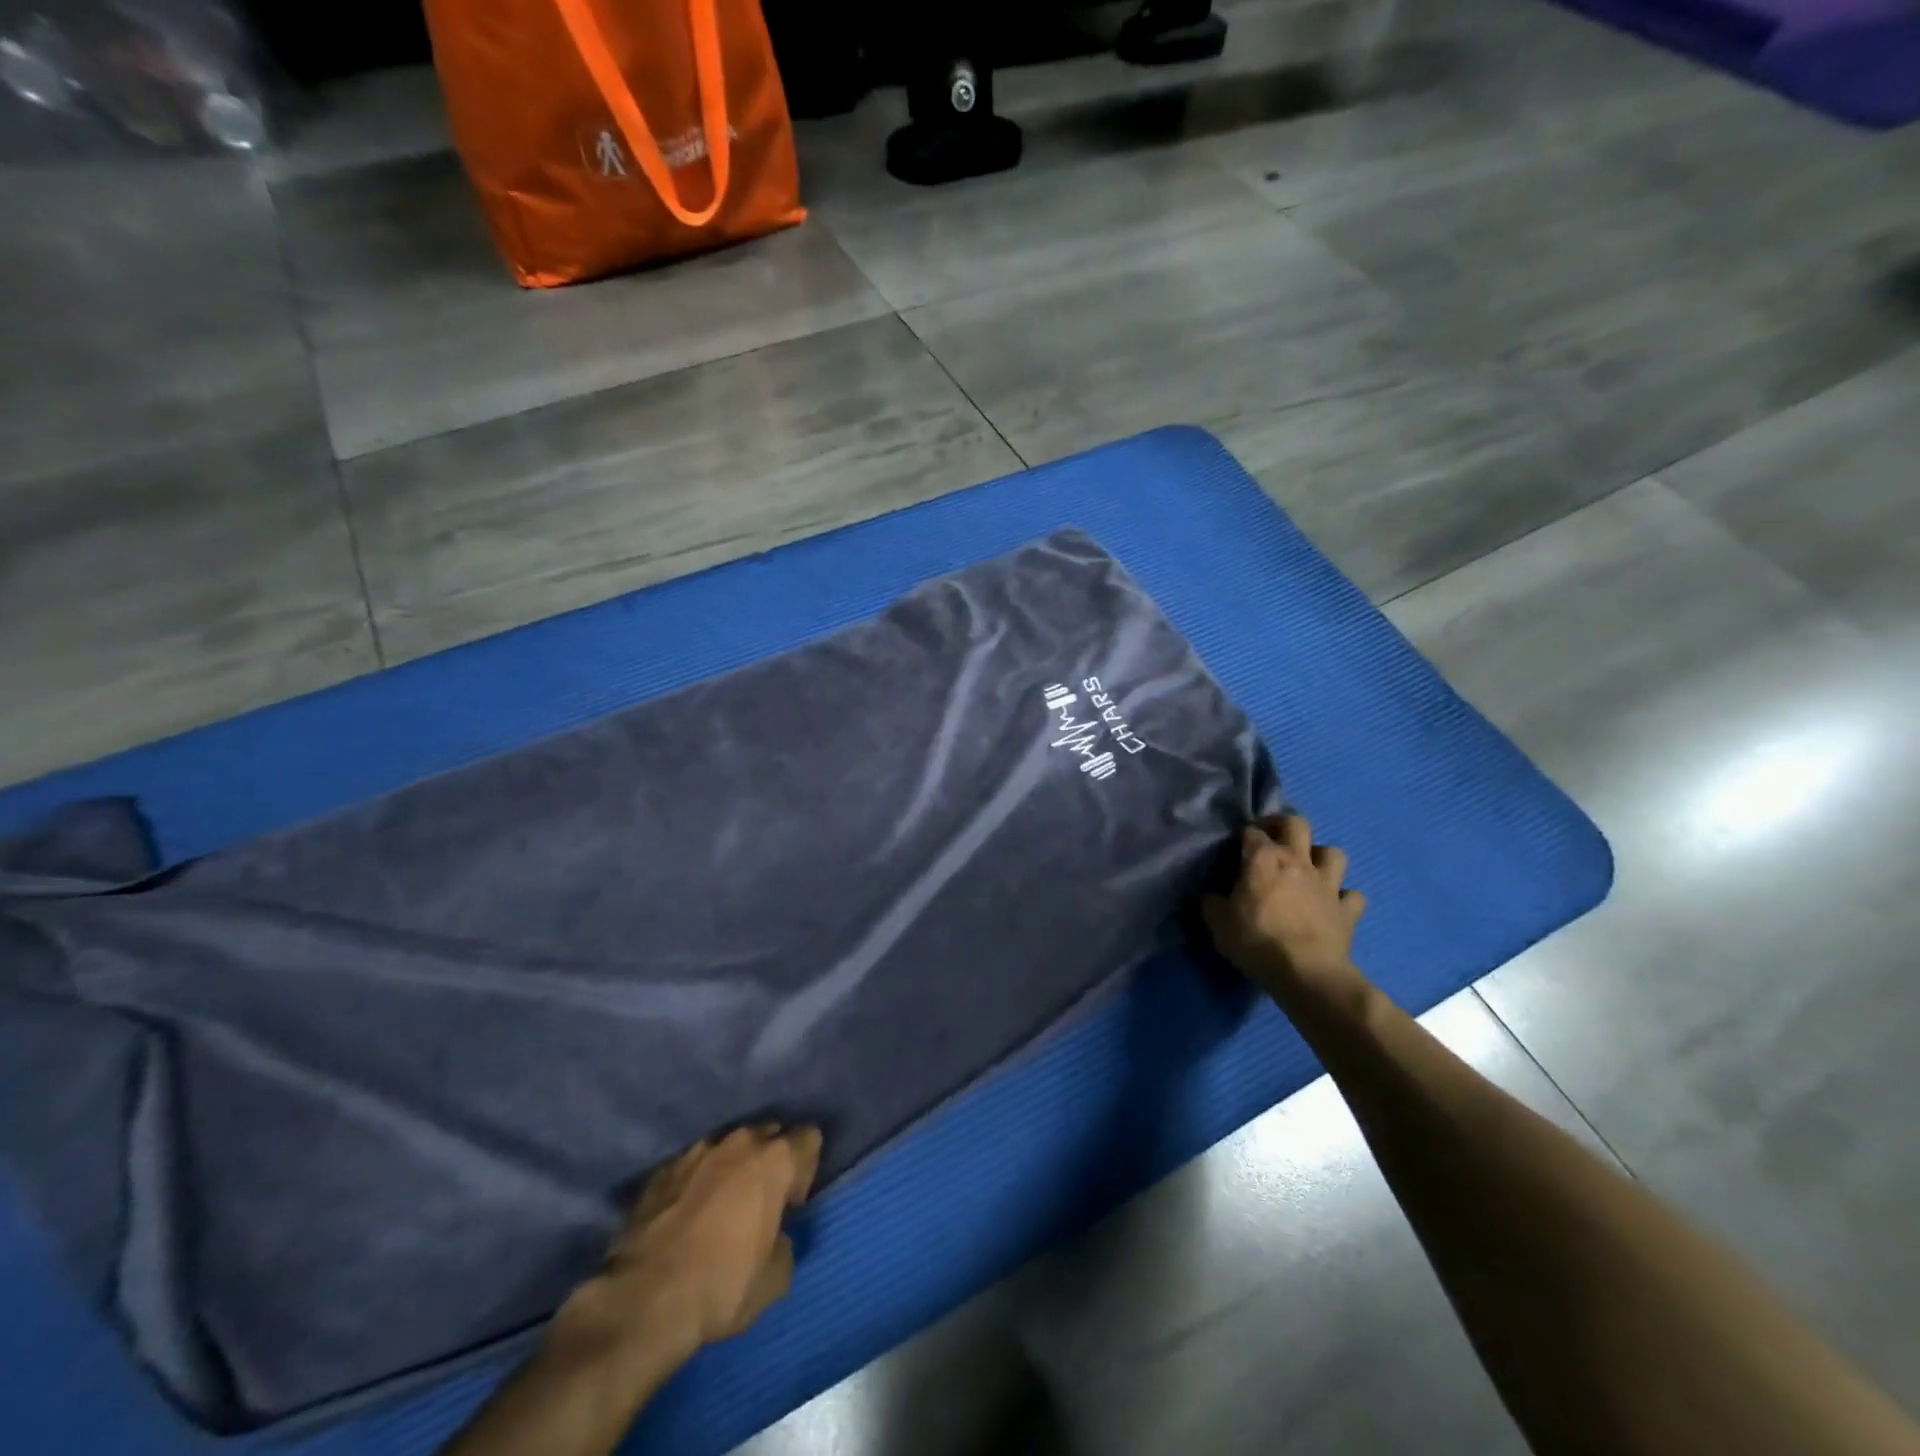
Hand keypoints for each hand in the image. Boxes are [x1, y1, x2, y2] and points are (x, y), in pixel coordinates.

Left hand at [565, 1125, 821, 1362]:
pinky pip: (693, 1165)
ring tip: (722, 1205)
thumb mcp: (775, 1278)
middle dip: (771, 1160)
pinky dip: (697, 1181)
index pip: (809, 1137)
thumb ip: (785, 1242)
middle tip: (762, 1200)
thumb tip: (774, 1236)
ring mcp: (697, 1151)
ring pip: (729, 1146)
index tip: (793, 1201)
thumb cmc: (722, 1286)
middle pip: (769, 1134)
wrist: (644, 1300)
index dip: (807, 1167)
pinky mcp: (662, 1169)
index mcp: (776, 1159)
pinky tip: (688, 1214)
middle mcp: (740, 1142)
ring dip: (733, 1167)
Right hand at [1202, 814, 1367, 1006]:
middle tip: (1271, 838)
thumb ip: (1212, 903)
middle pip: (1296, 824)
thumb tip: (1212, 898)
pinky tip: (1334, 905)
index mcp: (1263, 859)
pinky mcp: (1348, 910)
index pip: (1252, 832)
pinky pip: (1353, 896)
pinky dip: (1344, 897)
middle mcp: (1298, 862)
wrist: (1306, 972)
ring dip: (1321, 856)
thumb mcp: (1218, 923)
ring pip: (1333, 853)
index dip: (1243, 836)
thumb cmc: (1256, 941)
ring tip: (1309, 869)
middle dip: (1282, 825)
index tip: (1235, 847)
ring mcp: (1327, 884)